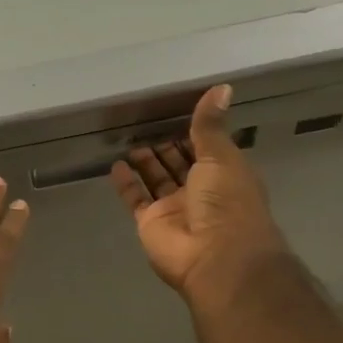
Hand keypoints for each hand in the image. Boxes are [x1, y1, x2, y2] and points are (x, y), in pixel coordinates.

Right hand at [111, 85, 288, 300]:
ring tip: (128, 138)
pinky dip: (126, 184)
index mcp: (224, 174)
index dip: (191, 131)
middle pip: (178, 163)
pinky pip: (136, 199)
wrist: (215, 256)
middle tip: (144, 121)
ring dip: (144, 161)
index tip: (172, 110)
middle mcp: (200, 191)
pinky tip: (116, 165)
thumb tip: (222, 87)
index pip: (205, 148)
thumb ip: (210, 125)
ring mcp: (174, 209)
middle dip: (165, 145)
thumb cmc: (227, 201)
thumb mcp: (221, 156)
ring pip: (156, 180)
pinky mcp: (150, 223)